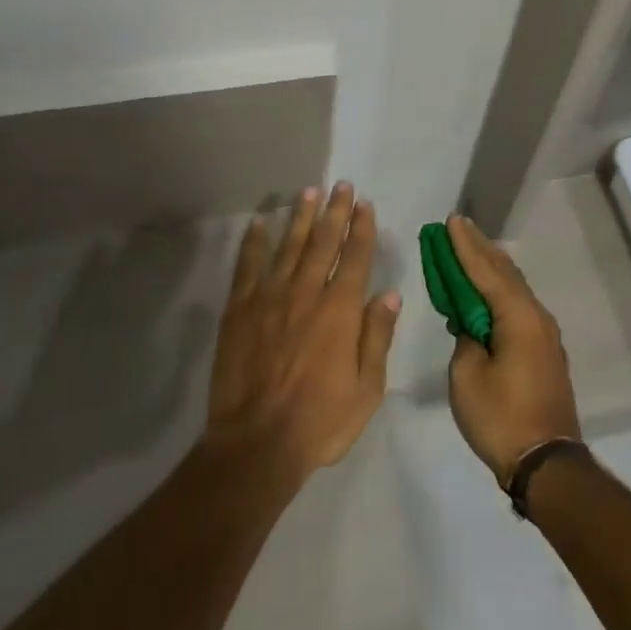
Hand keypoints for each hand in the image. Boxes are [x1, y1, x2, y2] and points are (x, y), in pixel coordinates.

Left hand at [204, 183, 399, 489]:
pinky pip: (247, 265)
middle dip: (335, 211)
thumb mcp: (367, 389)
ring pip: (288, 245)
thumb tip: (391, 294)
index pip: (354, 257)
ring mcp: (269, 297)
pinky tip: (260, 222)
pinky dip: (254, 241)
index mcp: (340, 310)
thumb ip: (377, 337)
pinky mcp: (239, 309)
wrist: (256, 443)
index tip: (364, 204)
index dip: (361, 228)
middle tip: (341, 186)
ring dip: (301, 217)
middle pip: (323, 242)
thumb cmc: (320, 421)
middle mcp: (306, 293)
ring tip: (308, 192)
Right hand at [445, 214, 581, 487]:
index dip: (465, 246)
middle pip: (504, 272)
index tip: (451, 221)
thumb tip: (472, 327)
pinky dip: (498, 290)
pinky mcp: (543, 351)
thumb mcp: (467, 376)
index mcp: (518, 317)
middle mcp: (536, 317)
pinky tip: (484, 290)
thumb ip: (465, 339)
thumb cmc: (501, 418)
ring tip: (469, 248)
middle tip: (457, 226)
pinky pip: (517, 306)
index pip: (486, 271)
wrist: (546, 464)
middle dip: (479, 249)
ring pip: (513, 288)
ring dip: (489, 268)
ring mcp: (544, 335)